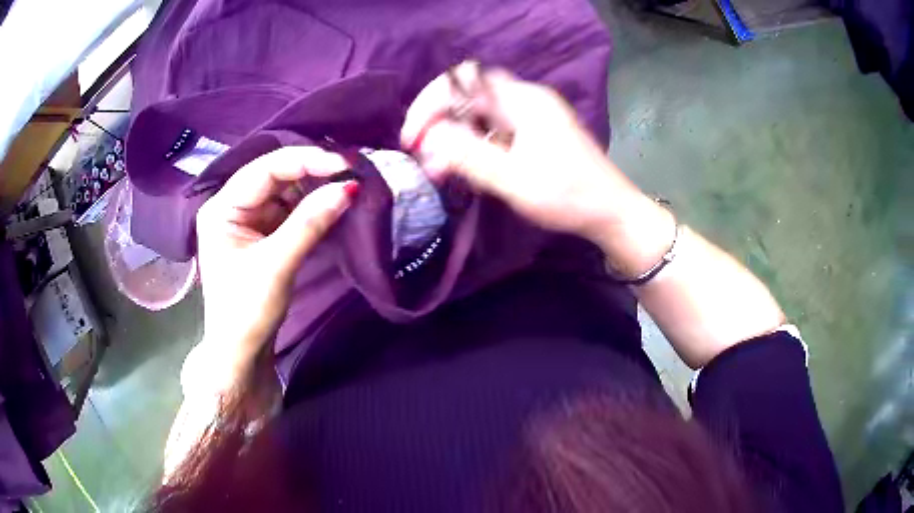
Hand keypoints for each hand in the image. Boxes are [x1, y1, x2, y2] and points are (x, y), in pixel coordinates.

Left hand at [194, 146, 354, 376]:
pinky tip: (334, 203)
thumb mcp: (277, 265)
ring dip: (316, 188)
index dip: (305, 161)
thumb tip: (349, 188)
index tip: (345, 164)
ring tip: (349, 185)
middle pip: (276, 176)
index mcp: (222, 207)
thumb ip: (310, 223)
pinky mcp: (263, 234)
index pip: (265, 169)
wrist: (241, 353)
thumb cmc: (247, 311)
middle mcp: (233, 206)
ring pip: (286, 192)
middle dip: (313, 172)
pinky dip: (313, 208)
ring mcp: (249, 220)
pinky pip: (291, 211)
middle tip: (353, 171)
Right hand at [401, 63, 648, 246]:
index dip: (430, 103)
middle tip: (422, 157)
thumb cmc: (569, 197)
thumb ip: (470, 155)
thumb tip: (431, 136)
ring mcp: (530, 116)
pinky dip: (473, 146)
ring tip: (438, 170)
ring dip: (453, 138)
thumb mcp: (515, 180)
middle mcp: (525, 99)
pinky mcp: (533, 133)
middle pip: (468, 96)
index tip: (413, 138)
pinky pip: (493, 130)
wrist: (612, 213)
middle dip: (438, 123)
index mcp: (524, 100)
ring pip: (478, 115)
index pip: (463, 81)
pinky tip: (463, 170)